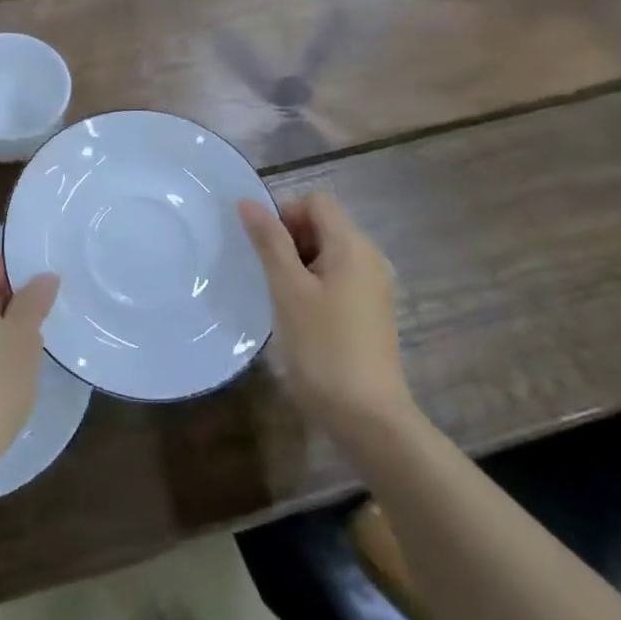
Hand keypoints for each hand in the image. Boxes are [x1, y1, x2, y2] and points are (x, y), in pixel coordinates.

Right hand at [238, 191, 416, 442]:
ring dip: (298, 265)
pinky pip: (335, 278)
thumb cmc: (323, 346)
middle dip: (289, 241)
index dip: (285, 215)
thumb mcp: (288, 289)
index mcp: (353, 246)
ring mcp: (372, 286)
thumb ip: (269, 241)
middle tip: (272, 279)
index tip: (267, 251)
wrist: (367, 417)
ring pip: (326, 253)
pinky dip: (313, 286)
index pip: (315, 202)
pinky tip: (299, 317)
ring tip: (281, 299)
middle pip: (322, 224)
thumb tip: (248, 202)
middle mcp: (369, 258)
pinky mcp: (369, 311)